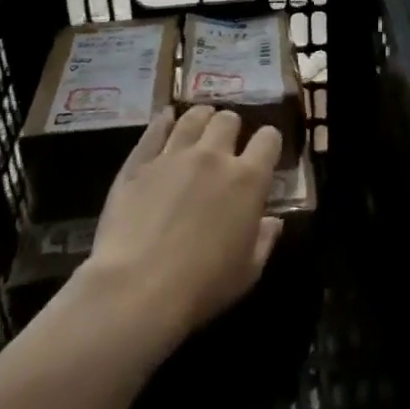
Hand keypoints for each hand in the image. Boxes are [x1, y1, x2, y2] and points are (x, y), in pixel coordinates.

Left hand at [77, 107, 283, 352]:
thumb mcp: (248, 272)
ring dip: (201, 119)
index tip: (264, 153)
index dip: (269, 142)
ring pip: (194, 118)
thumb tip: (273, 221)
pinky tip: (166, 119)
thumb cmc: (201, 287)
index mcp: (248, 179)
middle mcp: (214, 156)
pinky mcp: (139, 163)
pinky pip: (155, 130)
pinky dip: (163, 122)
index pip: (269, 138)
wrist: (136, 291)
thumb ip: (265, 240)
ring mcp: (174, 155)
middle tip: (226, 144)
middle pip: (229, 120)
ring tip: (199, 126)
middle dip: (232, 128)